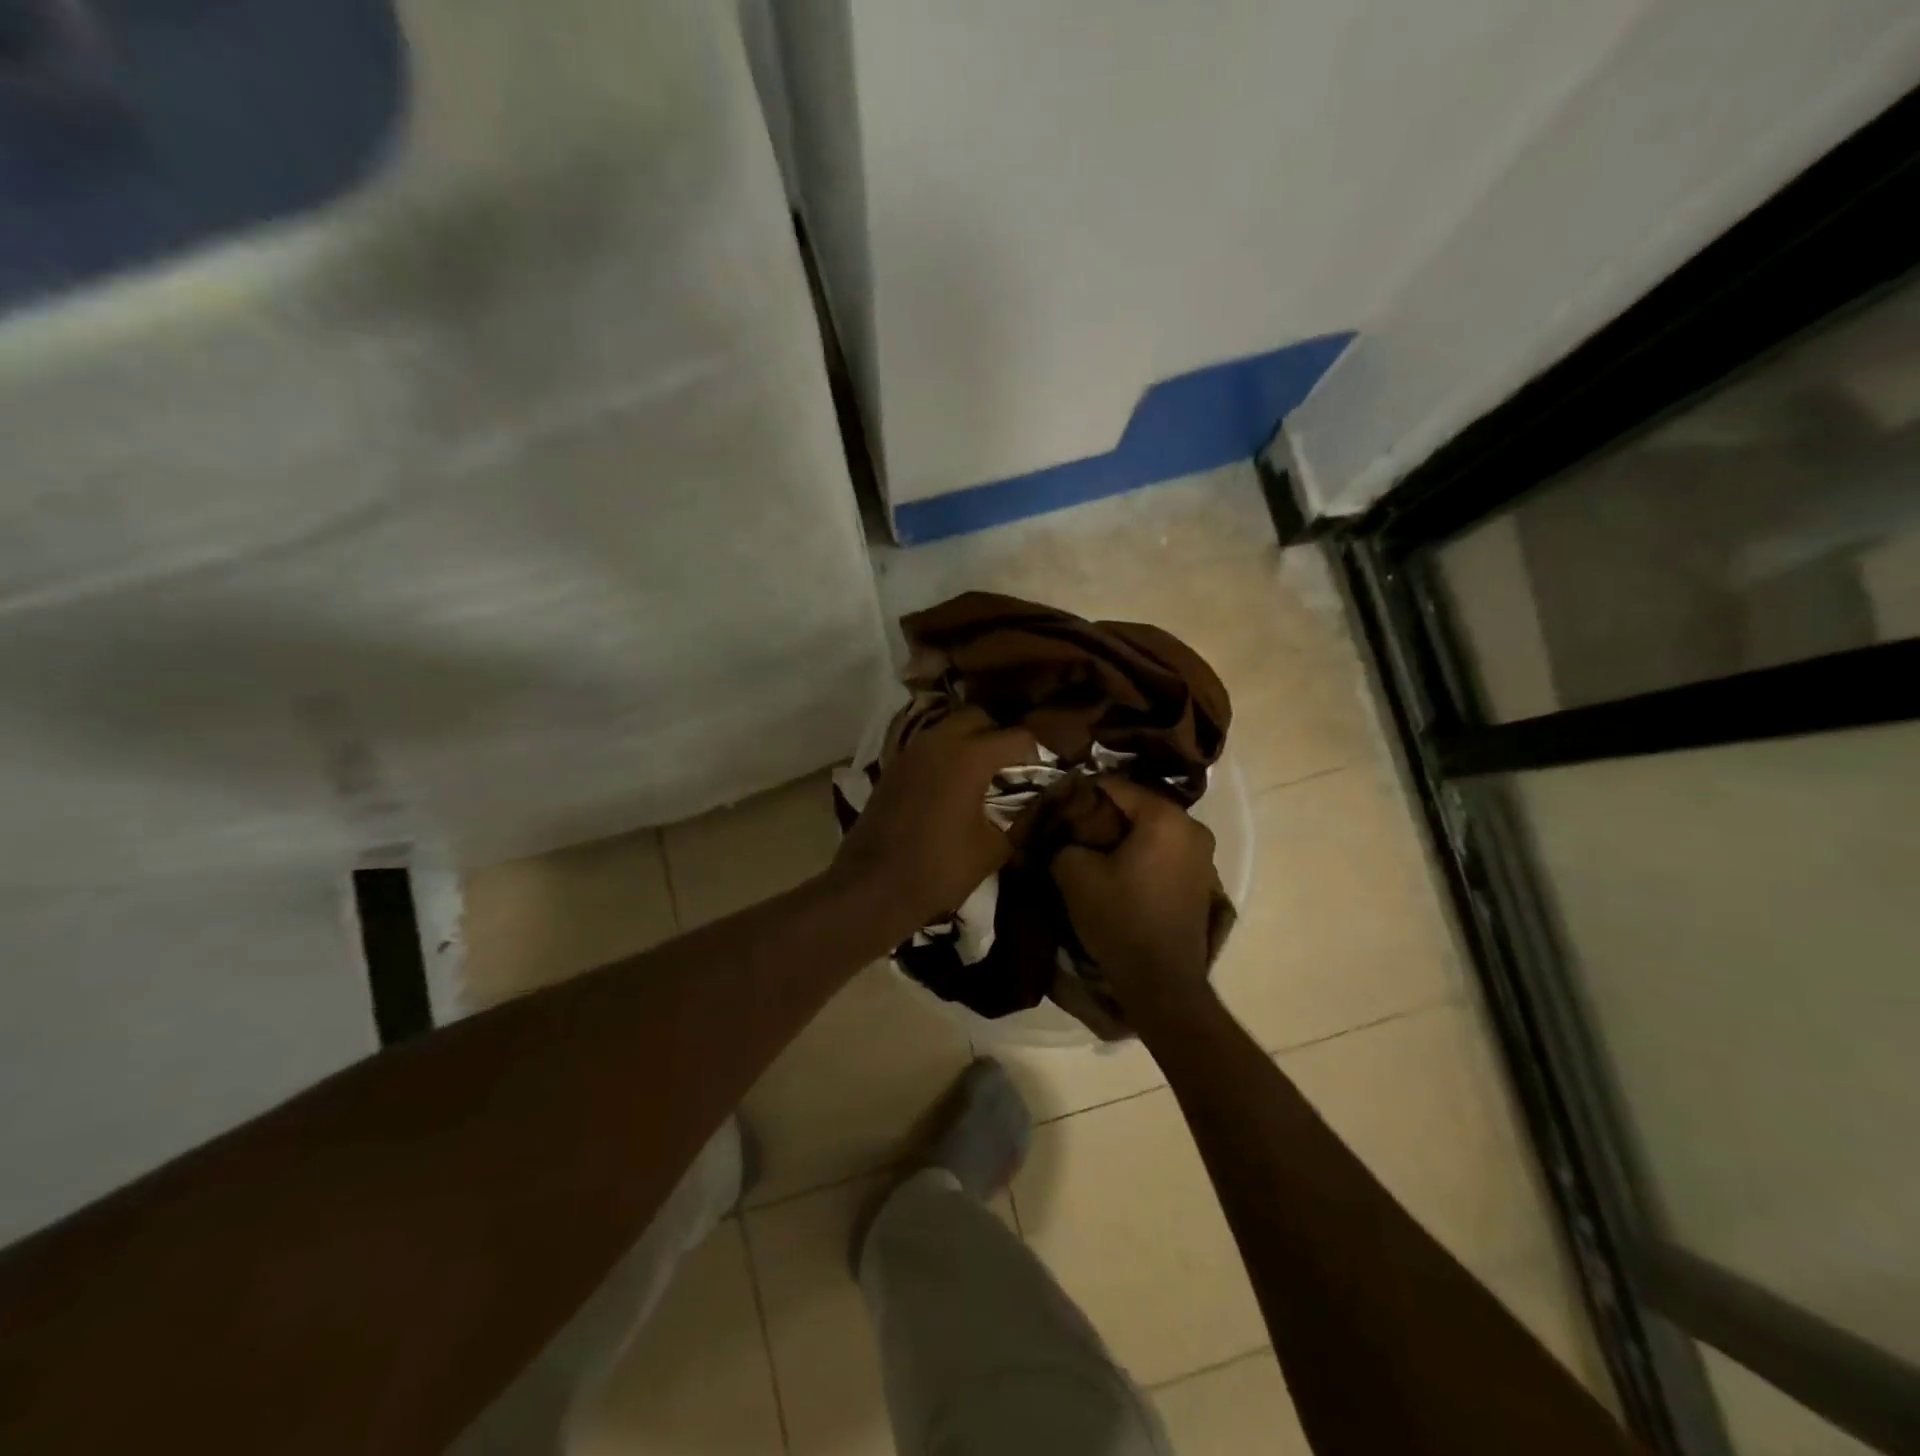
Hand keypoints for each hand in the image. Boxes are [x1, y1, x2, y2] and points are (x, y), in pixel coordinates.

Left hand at [832, 705, 1037, 927]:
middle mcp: (940, 741)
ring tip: (986, 771)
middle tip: (1014, 764)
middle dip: (1000, 733)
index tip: (1047, 769)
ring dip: (970, 740)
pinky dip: (946, 752)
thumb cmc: (939, 869)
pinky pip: (928, 744)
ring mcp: (912, 750)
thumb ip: (1022, 818)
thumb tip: (1040, 803)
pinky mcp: (894, 765)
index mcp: (970, 756)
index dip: (1038, 751)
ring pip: (949, 726)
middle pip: (979, 716)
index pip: (1017, 737)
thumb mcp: (993, 849)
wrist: (872, 886)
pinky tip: (955, 781)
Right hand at [1052, 777, 1218, 1016]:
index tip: (1057, 804)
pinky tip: (1116, 868)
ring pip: (1152, 830)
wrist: (1161, 982)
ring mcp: (1203, 855)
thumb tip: (1064, 834)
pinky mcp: (1201, 880)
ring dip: (1122, 835)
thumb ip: (1064, 840)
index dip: (1082, 792)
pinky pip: (1164, 851)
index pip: (1115, 786)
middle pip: (1137, 806)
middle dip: (1103, 813)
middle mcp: (1192, 827)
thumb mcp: (1074, 874)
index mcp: (1165, 817)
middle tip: (1072, 826)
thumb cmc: (1120, 918)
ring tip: (1090, 847)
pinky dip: (1141, 853)